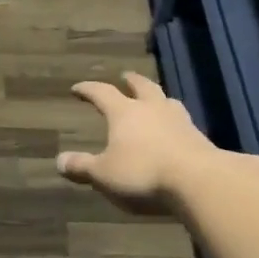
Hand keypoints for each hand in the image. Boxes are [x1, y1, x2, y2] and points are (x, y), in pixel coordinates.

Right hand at [57, 71, 221, 215]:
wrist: (198, 181)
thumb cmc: (143, 173)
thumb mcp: (104, 174)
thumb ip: (82, 166)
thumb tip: (59, 160)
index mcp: (125, 112)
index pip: (102, 93)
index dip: (88, 90)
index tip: (78, 88)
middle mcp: (152, 109)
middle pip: (142, 87)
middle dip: (131, 81)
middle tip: (126, 76)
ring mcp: (179, 121)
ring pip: (166, 100)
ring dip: (157, 98)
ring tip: (154, 99)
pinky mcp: (199, 137)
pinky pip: (182, 121)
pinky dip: (173, 121)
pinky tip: (174, 130)